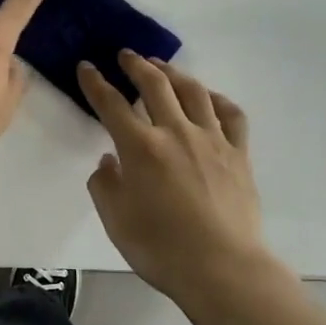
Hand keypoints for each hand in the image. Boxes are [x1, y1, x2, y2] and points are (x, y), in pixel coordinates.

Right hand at [80, 54, 283, 305]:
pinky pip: (231, 114)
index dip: (95, 82)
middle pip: (155, 85)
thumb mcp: (116, 220)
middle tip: (126, 55)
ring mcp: (212, 140)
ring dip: (173, 73)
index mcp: (141, 147)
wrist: (223, 268)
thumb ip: (105, 185)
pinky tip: (208, 97)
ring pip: (193, 91)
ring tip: (162, 67)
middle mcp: (176, 132)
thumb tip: (109, 161)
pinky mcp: (239, 154)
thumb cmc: (161, 248)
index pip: (111, 104)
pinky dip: (217, 99)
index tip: (86, 66)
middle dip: (136, 65)